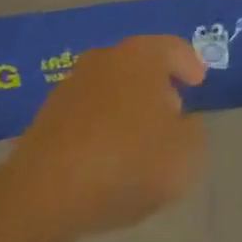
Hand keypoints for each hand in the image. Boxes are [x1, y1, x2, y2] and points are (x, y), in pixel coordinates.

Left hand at [0, 36, 207, 241]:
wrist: (44, 193)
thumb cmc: (126, 161)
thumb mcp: (185, 154)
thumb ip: (193, 133)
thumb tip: (181, 123)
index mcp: (143, 55)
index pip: (174, 48)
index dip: (189, 64)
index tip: (198, 81)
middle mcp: (107, 58)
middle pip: (140, 65)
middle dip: (156, 86)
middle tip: (171, 112)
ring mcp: (72, 85)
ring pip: (111, 90)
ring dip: (126, 108)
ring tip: (138, 141)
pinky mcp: (46, 117)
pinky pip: (87, 116)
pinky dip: (100, 129)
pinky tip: (106, 158)